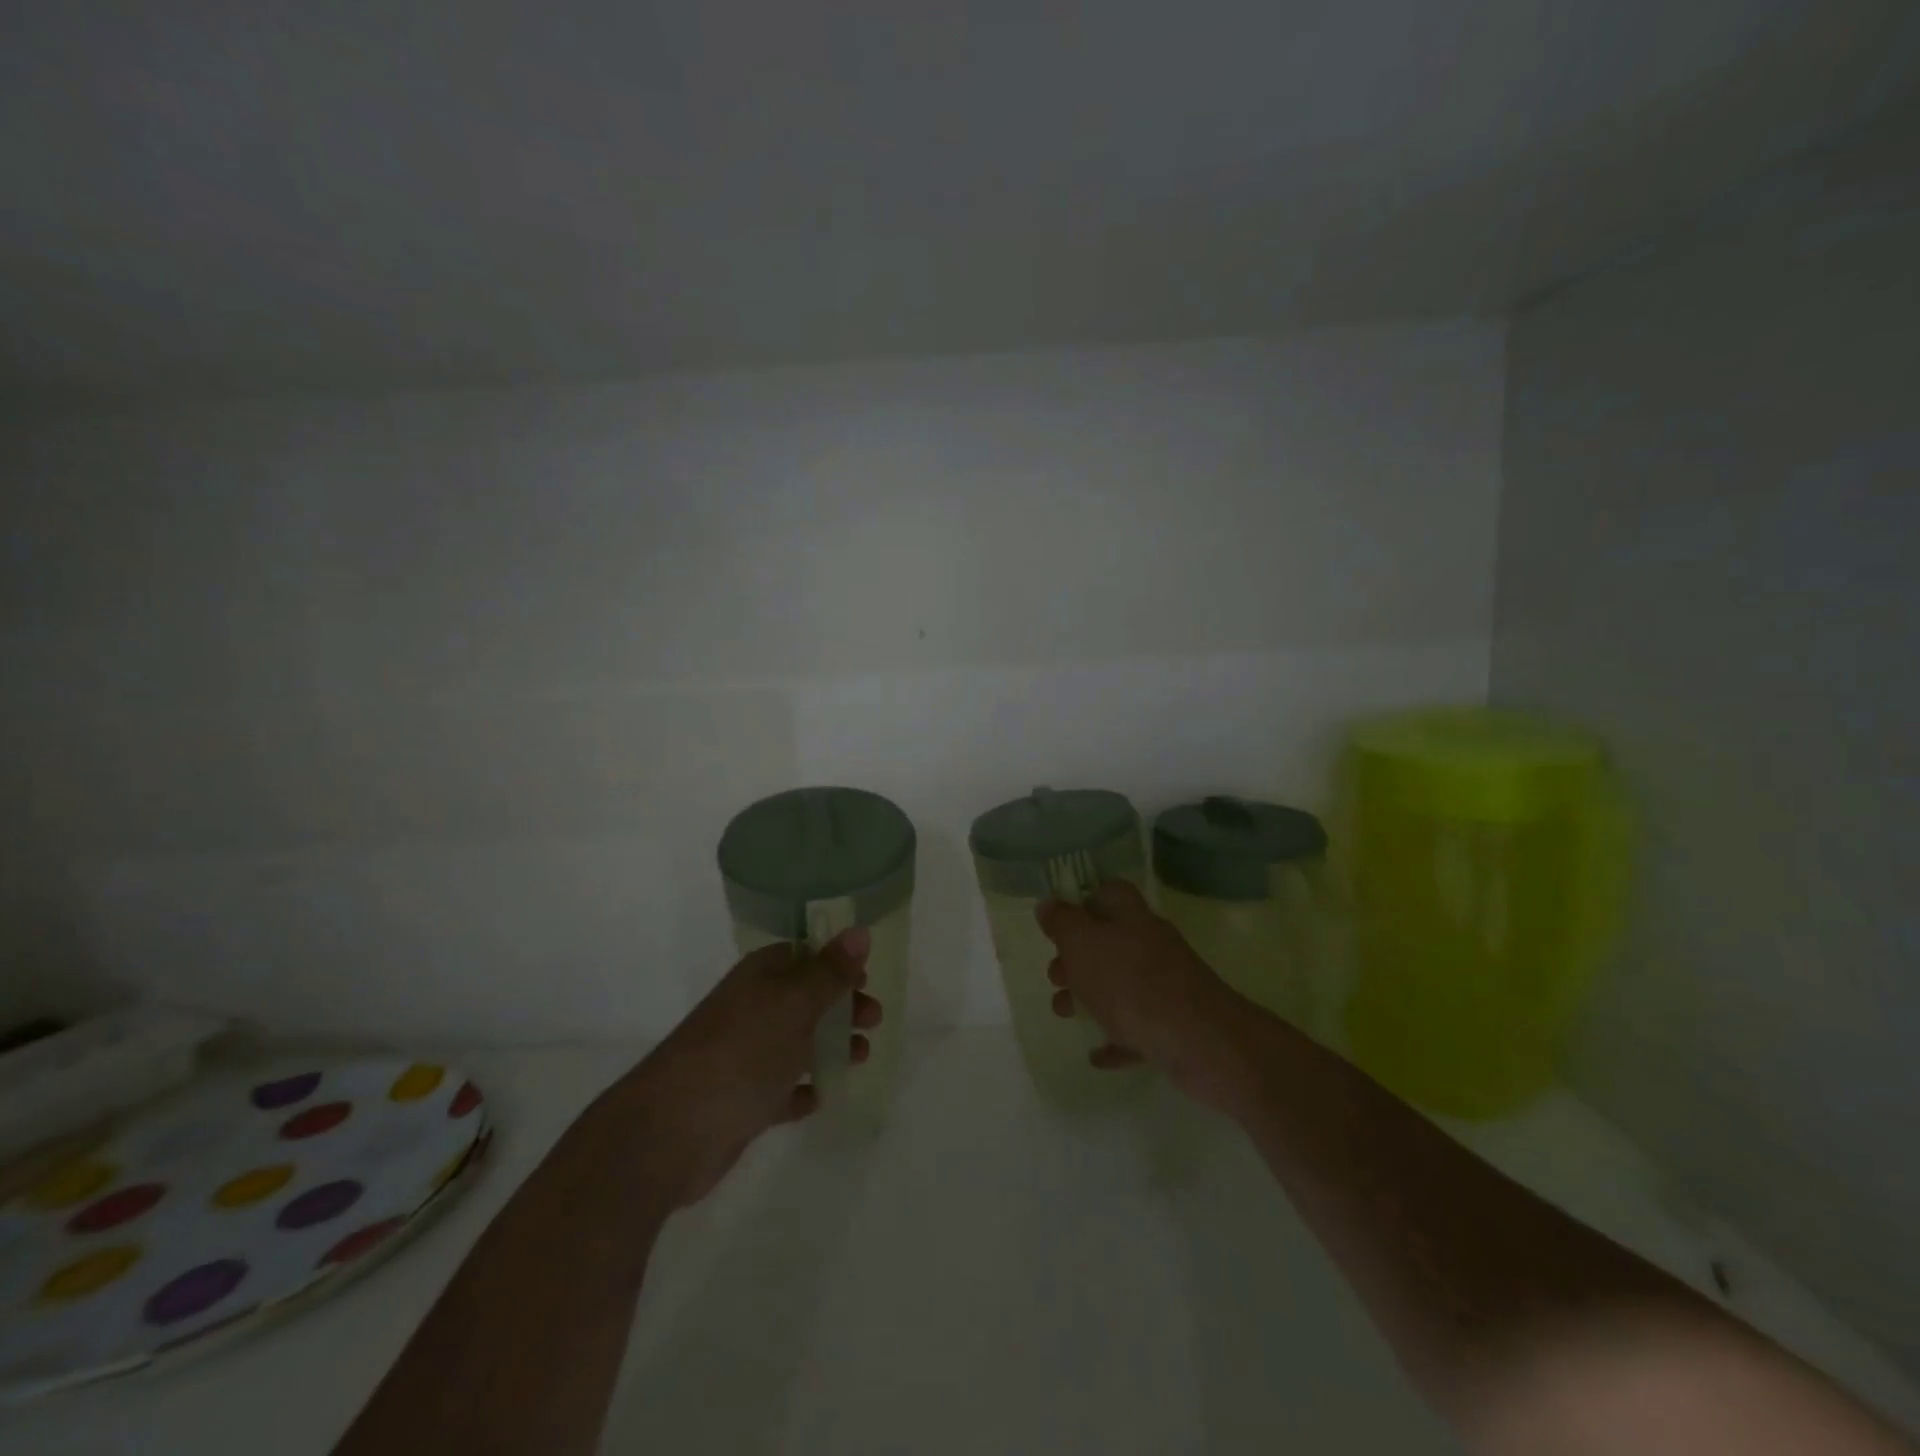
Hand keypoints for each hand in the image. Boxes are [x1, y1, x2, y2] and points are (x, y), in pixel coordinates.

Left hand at [618, 929, 883, 1207]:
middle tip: (874, 1020)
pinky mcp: (740, 1101)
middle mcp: (750, 1009)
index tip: (866, 977)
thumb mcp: (795, 1003)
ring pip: (795, 1043)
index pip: (802, 955)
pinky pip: (779, 1089)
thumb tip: (859, 931)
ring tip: (860, 1058)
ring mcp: (743, 1056)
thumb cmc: (742, 1052)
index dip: (835, 963)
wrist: (672, 1130)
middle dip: (840, 1006)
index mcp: (760, 978)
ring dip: (829, 1047)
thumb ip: (830, 971)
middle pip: (804, 999)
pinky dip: (800, 1090)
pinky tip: (819, 1098)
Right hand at [1039, 880, 1248, 1110]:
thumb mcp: (1084, 945)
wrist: (1201, 1043)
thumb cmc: (1132, 984)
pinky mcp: (1174, 1025)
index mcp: (1131, 918)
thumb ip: (1062, 923)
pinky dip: (1115, 1037)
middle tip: (1054, 976)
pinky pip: (1137, 1028)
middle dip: (1077, 958)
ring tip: (1064, 1013)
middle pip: (1110, 941)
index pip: (1109, 892)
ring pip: (1120, 985)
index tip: (1059, 923)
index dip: (1083, 901)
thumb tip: (1047, 905)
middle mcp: (1151, 945)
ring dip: (1089, 997)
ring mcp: (1166, 986)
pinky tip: (1097, 1053)